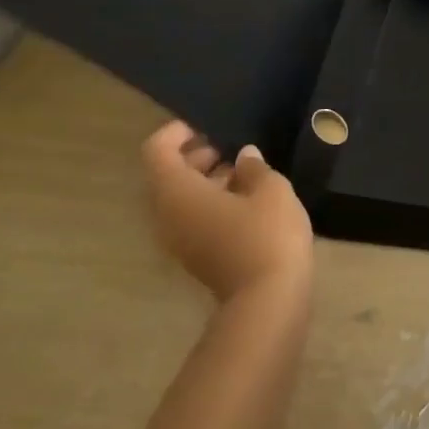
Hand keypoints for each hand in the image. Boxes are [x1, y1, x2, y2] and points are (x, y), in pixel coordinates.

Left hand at [141, 121, 313, 302]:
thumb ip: (254, 167)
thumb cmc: (266, 234)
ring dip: (205, 181)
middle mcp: (167, 216)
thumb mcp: (271, 189)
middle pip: (166, 176)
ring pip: (180, 200)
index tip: (206, 126)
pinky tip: (246, 201)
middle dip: (194, 156)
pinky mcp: (197, 258)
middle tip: (228, 148)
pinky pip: (193, 219)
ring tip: (244, 172)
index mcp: (177, 192)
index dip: (177, 132)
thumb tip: (244, 157)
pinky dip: (211, 202)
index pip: (157, 151)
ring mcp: (179, 241)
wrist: (269, 301)